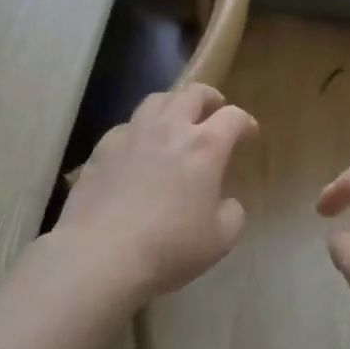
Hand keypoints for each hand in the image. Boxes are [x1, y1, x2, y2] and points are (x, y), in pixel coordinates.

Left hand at [56, 85, 257, 304]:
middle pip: (193, 93)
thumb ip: (232, 213)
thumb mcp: (220, 240)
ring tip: (176, 119)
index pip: (233, 117)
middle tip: (214, 110)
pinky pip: (127, 125)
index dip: (245, 122)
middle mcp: (171, 128)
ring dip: (174, 104)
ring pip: (157, 100)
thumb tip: (226, 202)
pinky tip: (138, 148)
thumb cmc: (168, 248)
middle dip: (210, 98)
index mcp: (205, 146)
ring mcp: (133, 134)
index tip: (249, 133)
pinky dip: (140, 129)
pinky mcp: (103, 148)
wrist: (100, 255)